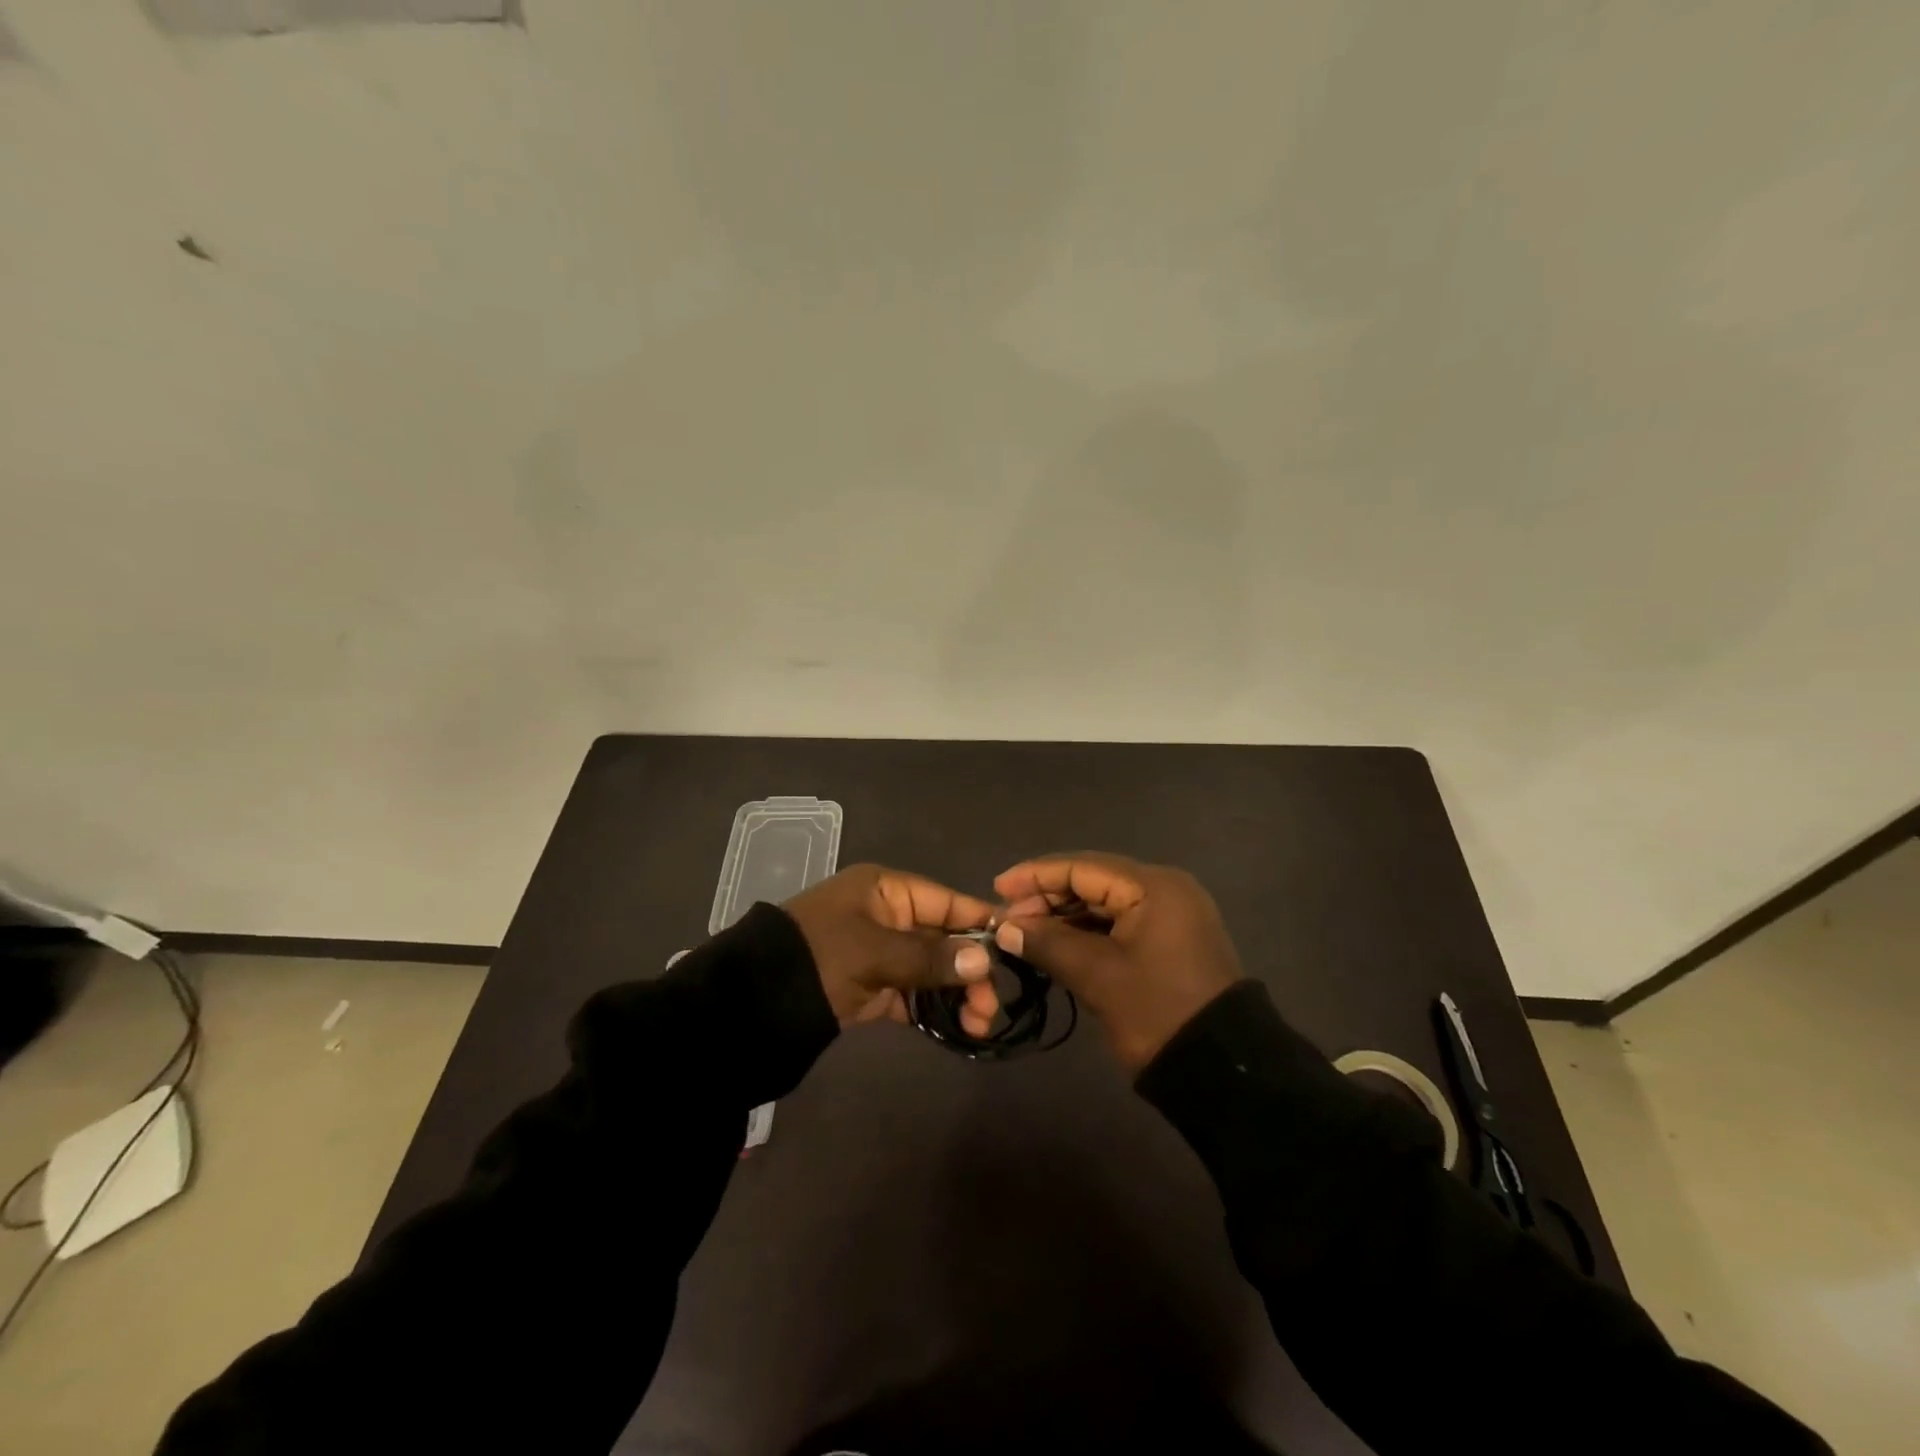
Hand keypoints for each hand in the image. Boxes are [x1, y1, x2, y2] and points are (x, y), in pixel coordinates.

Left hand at [784, 864, 1000, 1029]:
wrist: (752, 1003)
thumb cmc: (818, 958)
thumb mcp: (874, 952)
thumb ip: (930, 956)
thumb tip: (984, 960)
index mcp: (886, 891)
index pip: (946, 901)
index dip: (981, 922)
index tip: (1016, 947)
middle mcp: (887, 916)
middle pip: (943, 939)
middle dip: (971, 970)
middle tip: (990, 1007)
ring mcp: (879, 954)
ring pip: (932, 970)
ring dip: (957, 995)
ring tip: (979, 1026)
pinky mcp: (871, 988)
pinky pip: (913, 995)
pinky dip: (934, 1010)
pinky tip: (958, 1030)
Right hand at [993, 852, 1241, 1070]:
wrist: (1223, 1071)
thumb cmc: (1157, 1012)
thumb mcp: (1097, 976)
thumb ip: (1048, 943)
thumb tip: (1005, 926)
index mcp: (1153, 886)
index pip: (1081, 867)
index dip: (1035, 876)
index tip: (997, 889)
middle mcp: (1164, 889)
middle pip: (1092, 881)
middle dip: (1047, 898)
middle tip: (1007, 920)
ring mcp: (1170, 915)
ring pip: (1104, 904)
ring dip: (1064, 917)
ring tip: (1024, 934)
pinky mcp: (1169, 940)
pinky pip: (1119, 923)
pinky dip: (1086, 933)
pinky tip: (1055, 945)